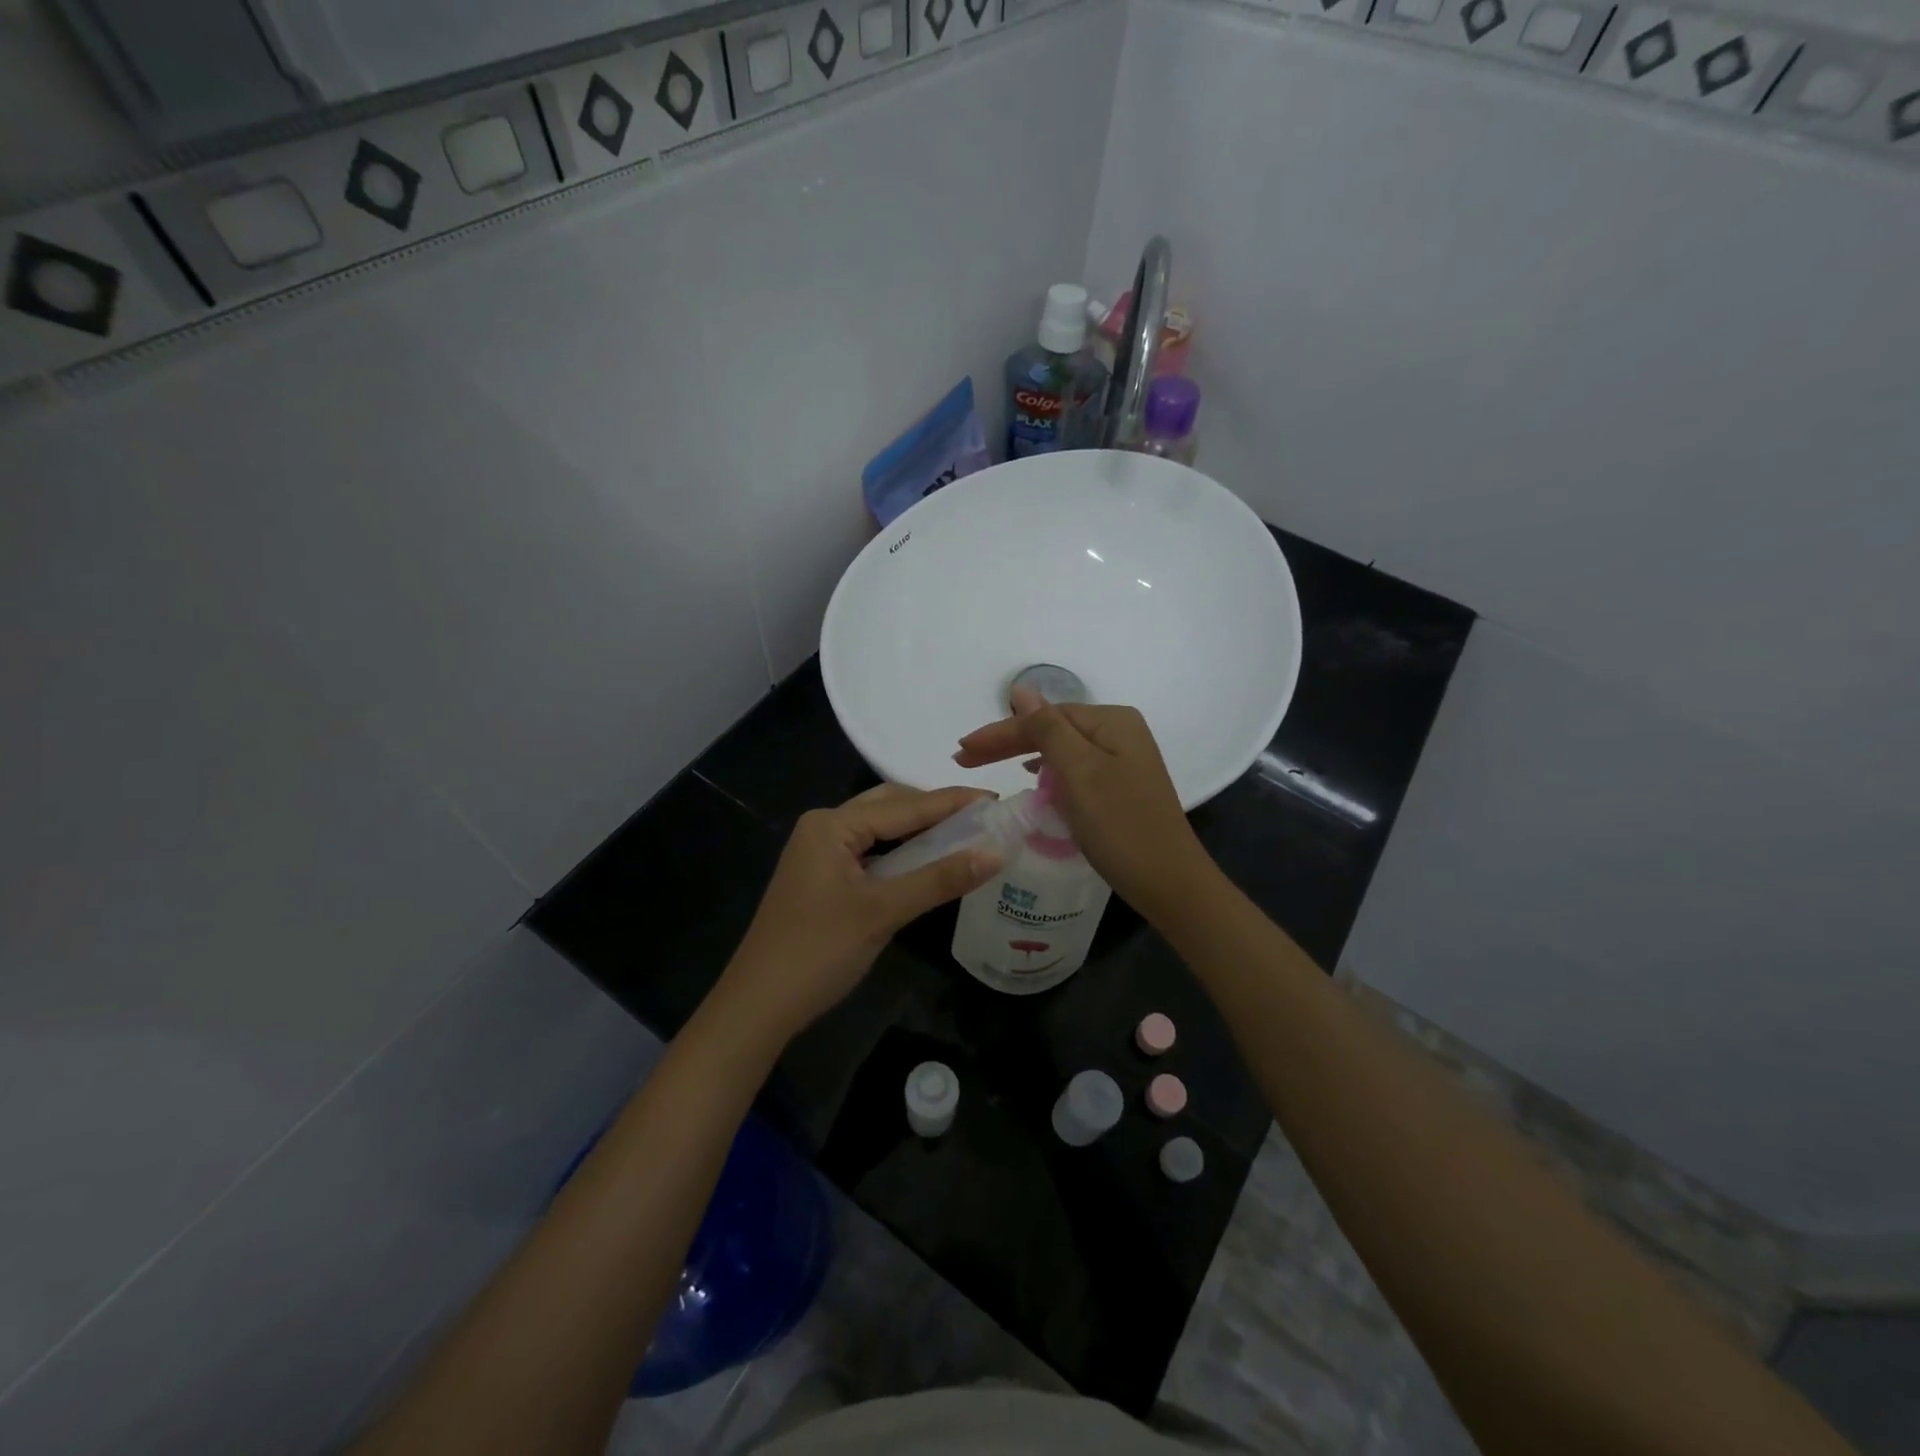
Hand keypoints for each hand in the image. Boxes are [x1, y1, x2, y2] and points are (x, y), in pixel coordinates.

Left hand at [715, 784, 1002, 1045]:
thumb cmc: (818, 951)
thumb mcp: (883, 912)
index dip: (952, 803)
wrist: (758, 1005)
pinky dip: (901, 853)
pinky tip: (928, 862)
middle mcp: (824, 828)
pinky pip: (870, 852)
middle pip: (889, 806)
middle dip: (935, 809)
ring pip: (879, 830)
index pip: (904, 805)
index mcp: (832, 824)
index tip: (996, 800)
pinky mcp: (822, 877)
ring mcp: (820, 853)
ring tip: (965, 834)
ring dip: (919, 831)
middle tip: (982, 818)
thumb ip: (939, 879)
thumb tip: (996, 853)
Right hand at [953, 690, 1211, 920]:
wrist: (1169, 882)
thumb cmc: (1120, 826)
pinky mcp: (1121, 787)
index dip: (1000, 732)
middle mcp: (1120, 732)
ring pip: (1061, 749)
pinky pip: (1074, 769)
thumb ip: (1047, 729)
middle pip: (1052, 729)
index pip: (1043, 717)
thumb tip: (1021, 690)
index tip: (961, 750)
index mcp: (1111, 721)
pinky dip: (1048, 771)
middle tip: (964, 758)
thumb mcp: (1078, 772)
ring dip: (1023, 754)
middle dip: (1007, 742)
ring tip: (987, 764)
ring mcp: (1123, 760)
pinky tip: (1033, 777)